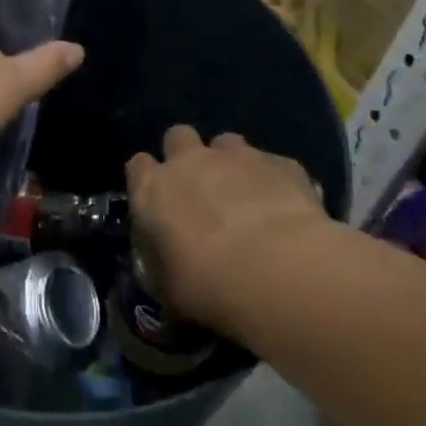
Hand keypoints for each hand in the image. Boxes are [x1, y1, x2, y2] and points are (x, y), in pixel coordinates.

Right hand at [126, 127, 329, 336]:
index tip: (159, 200)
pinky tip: (287, 209)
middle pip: (178, 136)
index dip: (147, 179)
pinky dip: (275, 180)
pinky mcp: (281, 162)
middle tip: (200, 188)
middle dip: (186, 155)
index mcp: (153, 190)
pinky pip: (273, 164)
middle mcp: (190, 161)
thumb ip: (162, 265)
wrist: (279, 272)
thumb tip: (166, 264)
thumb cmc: (208, 286)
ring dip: (231, 163)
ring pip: (227, 142)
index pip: (137, 166)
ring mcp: (238, 156)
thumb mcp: (168, 289)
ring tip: (246, 196)